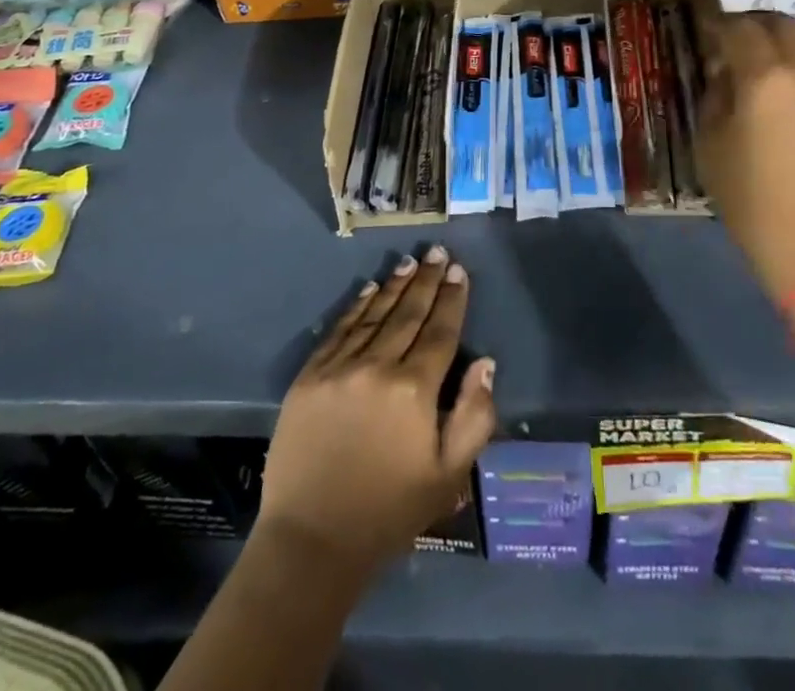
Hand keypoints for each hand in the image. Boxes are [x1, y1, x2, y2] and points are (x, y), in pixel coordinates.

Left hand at [257, 247, 495, 576]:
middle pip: (408, 314)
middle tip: (436, 252)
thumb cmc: (389, 511)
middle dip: (426, 281)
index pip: (440, 331)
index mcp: (414, 390)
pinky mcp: (309, 378)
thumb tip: (485, 362)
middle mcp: (377, 368)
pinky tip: (369, 290)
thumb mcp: (449, 475)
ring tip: (409, 263)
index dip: (451, 299)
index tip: (458, 271)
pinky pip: (338, 331)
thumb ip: (474, 415)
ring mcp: (338, 369)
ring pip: (374, 316)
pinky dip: (356, 307)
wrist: (311, 543)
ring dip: (394, 286)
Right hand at [697, 11, 794, 297]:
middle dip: (759, 28)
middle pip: (785, 25)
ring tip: (784, 65)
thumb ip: (715, 98)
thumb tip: (724, 73)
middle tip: (744, 45)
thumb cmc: (753, 202)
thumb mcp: (710, 147)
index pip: (740, 30)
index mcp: (764, 79)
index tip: (710, 34)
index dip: (720, 27)